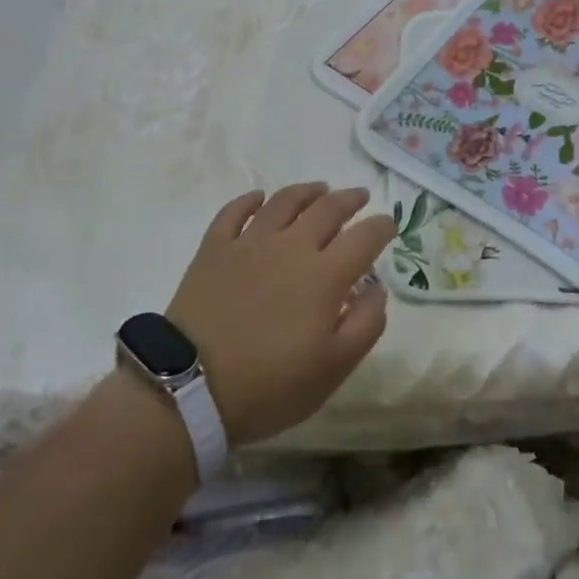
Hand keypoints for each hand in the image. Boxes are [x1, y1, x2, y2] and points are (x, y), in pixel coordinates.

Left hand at [165, 183, 393, 445]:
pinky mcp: (214, 249)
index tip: (389, 225)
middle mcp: (292, 246)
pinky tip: (258, 198)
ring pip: (284, 202)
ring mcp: (249, 243)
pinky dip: (249, 200)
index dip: (382, 227)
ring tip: (318, 188)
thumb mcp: (333, 369)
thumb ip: (365, 324)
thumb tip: (377, 289)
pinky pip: (234, 212)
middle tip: (359, 196)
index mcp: (326, 274)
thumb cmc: (269, 385)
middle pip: (327, 209)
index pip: (365, 237)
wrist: (189, 389)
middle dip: (349, 199)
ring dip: (306, 191)